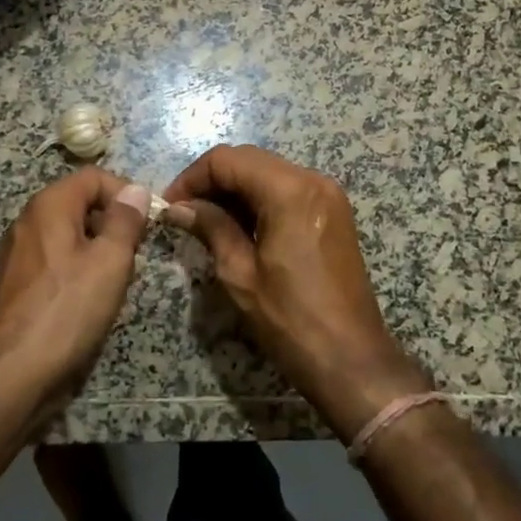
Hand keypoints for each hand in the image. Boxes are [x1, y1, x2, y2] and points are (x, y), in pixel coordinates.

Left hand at [0, 168, 151, 424]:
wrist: (10, 373)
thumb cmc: (66, 309)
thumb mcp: (110, 261)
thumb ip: (125, 221)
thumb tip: (135, 190)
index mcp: (49, 205)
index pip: (94, 177)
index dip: (126, 192)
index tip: (149, 222)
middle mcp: (29, 221)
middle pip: (80, 203)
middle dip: (113, 221)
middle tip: (137, 252)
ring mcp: (20, 253)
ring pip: (70, 234)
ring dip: (99, 248)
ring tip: (118, 278)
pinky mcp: (18, 283)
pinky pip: (57, 260)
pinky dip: (79, 269)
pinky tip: (91, 299)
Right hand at [163, 145, 430, 440]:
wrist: (351, 360)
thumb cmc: (291, 320)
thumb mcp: (240, 274)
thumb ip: (210, 228)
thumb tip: (178, 208)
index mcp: (290, 190)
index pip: (227, 160)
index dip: (192, 177)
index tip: (169, 205)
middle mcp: (312, 180)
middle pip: (249, 160)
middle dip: (212, 181)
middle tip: (183, 213)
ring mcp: (327, 195)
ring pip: (268, 173)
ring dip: (234, 190)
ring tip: (205, 221)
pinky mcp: (333, 212)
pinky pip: (287, 190)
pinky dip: (258, 199)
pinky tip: (237, 226)